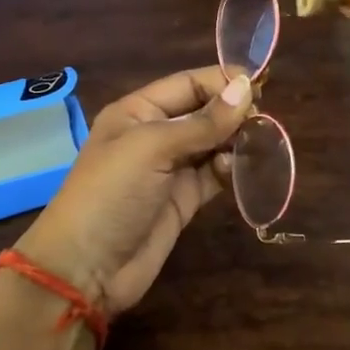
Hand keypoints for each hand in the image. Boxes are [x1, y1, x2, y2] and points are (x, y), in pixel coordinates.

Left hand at [13, 67, 253, 314]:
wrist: (87, 268)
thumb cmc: (112, 193)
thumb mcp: (152, 148)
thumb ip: (202, 122)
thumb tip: (246, 87)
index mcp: (138, 111)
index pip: (188, 84)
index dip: (221, 81)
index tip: (260, 85)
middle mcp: (155, 134)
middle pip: (204, 111)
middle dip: (232, 111)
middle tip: (262, 118)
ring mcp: (171, 168)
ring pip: (213, 142)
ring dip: (236, 139)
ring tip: (258, 141)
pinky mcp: (185, 198)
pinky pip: (215, 173)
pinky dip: (230, 167)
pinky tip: (239, 167)